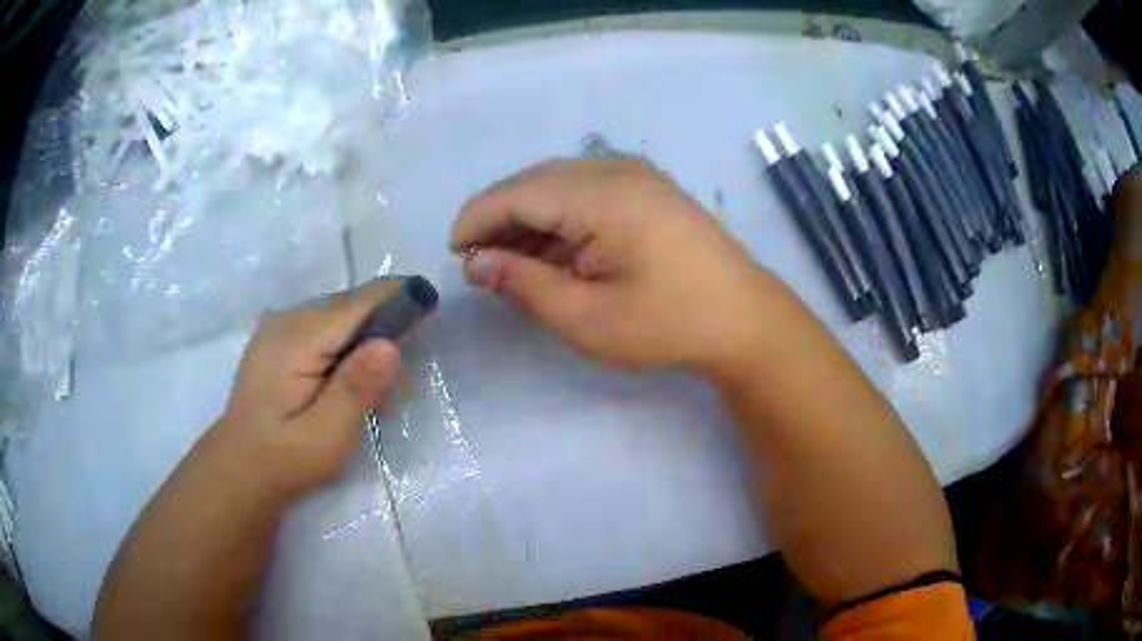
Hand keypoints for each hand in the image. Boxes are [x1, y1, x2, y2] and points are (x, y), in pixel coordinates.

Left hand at [210, 279, 406, 500]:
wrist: (240, 468)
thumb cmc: (285, 460)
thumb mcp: (326, 436)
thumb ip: (356, 388)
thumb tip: (389, 344)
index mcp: (296, 338)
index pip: (358, 303)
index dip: (399, 300)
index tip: (431, 309)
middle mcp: (287, 318)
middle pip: (352, 305)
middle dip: (383, 332)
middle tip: (394, 386)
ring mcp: (281, 325)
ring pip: (341, 315)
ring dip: (365, 344)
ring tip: (371, 394)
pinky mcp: (281, 337)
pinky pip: (326, 327)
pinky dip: (346, 349)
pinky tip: (344, 384)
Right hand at [451, 158, 768, 369]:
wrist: (745, 320)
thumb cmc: (667, 325)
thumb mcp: (586, 317)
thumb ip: (524, 283)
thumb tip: (476, 262)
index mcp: (601, 195)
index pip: (515, 194)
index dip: (476, 220)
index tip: (454, 254)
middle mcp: (616, 170)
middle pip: (534, 182)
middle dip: (498, 218)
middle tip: (481, 263)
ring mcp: (636, 175)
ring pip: (558, 183)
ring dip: (527, 217)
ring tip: (511, 261)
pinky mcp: (648, 188)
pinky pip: (586, 190)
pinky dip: (559, 216)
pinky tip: (553, 249)